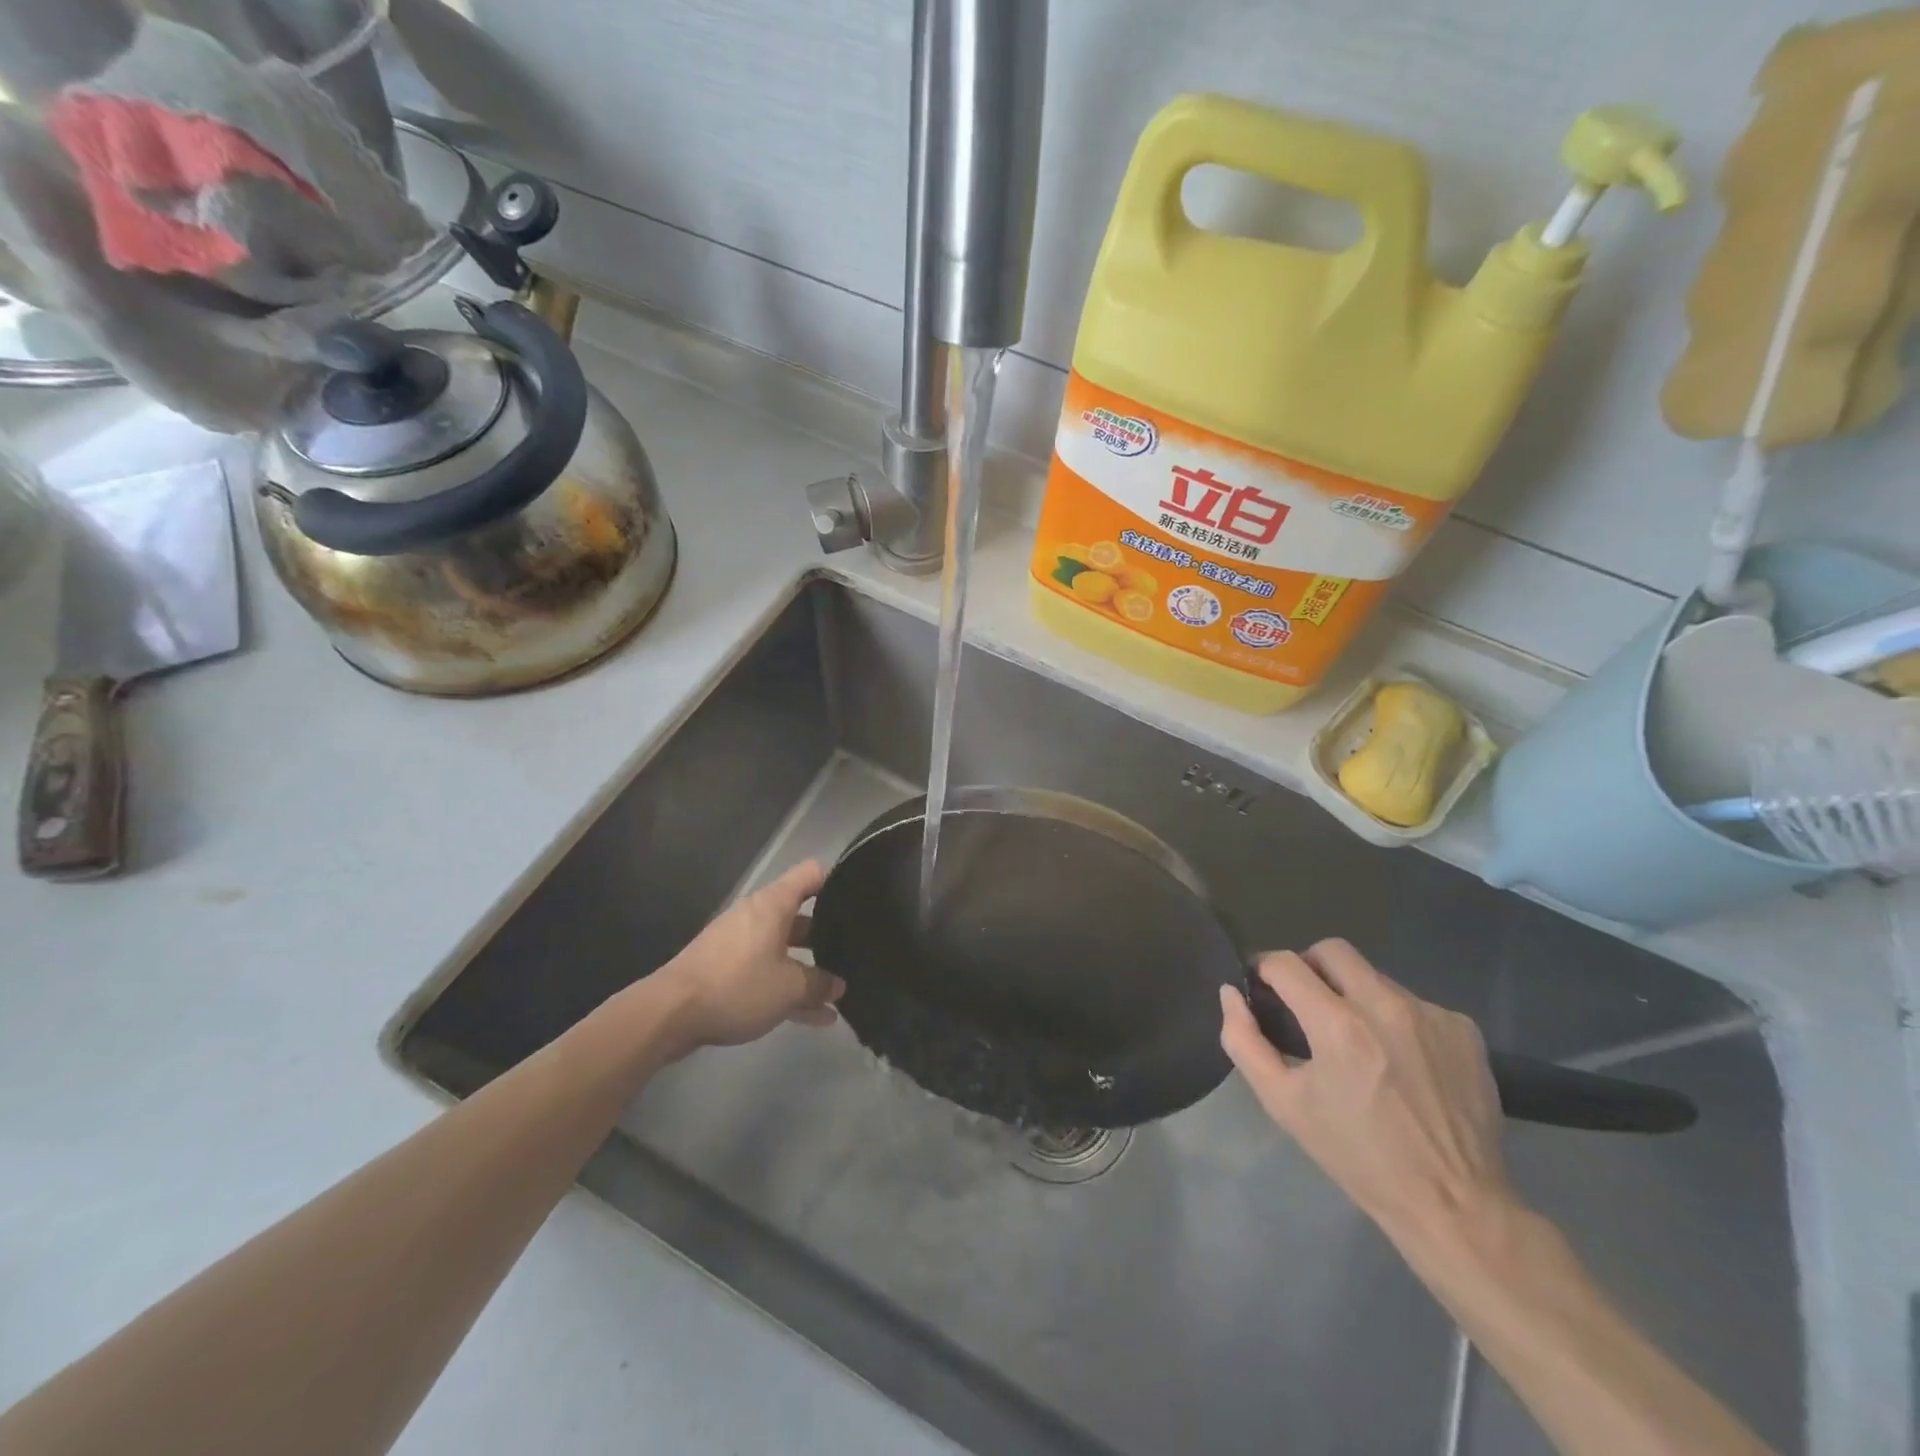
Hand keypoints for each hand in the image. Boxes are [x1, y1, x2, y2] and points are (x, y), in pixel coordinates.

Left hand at [653, 860, 844, 1051]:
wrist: (670, 1014)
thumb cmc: (737, 985)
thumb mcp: (789, 987)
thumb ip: (819, 984)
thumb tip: (838, 985)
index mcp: (773, 905)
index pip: (812, 874)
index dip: (837, 879)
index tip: (860, 896)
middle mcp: (757, 916)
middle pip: (800, 915)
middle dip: (827, 934)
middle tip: (856, 950)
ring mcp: (739, 944)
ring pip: (785, 950)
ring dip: (809, 970)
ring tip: (840, 993)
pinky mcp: (726, 971)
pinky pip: (767, 973)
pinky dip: (788, 989)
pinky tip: (815, 1018)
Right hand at [1219, 939, 1512, 1236]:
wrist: (1453, 1204)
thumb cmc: (1357, 1155)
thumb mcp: (1283, 1104)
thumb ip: (1244, 1041)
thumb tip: (1231, 993)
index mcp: (1338, 1025)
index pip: (1285, 963)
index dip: (1264, 969)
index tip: (1261, 988)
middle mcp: (1386, 1005)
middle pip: (1332, 950)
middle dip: (1309, 967)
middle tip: (1306, 1004)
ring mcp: (1430, 1014)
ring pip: (1375, 977)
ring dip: (1355, 996)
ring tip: (1359, 1042)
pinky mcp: (1463, 1029)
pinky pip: (1414, 1003)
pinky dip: (1396, 1020)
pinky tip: (1401, 1060)